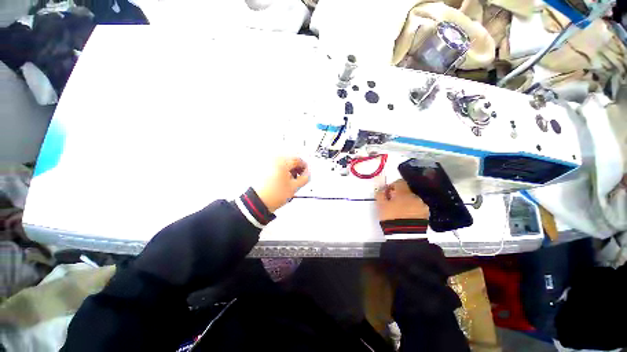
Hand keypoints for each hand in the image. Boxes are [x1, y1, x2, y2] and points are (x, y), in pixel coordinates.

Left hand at [256, 157, 309, 212]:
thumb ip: (305, 178)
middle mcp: (273, 159)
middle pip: (290, 160)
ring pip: (284, 162)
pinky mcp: (263, 167)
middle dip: (297, 168)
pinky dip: (282, 170)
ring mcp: (267, 162)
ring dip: (289, 169)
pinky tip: (282, 179)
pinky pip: (276, 165)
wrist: (258, 202)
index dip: (305, 167)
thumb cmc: (273, 195)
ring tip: (290, 180)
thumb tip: (307, 173)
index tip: (306, 173)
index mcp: (282, 162)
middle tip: (299, 177)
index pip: (298, 160)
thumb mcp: (294, 187)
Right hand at [375, 179, 428, 221]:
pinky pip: (418, 208)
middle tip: (392, 203)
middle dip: (400, 195)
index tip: (388, 192)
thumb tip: (382, 189)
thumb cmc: (391, 217)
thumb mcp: (381, 205)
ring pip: (413, 200)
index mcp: (403, 192)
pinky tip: (407, 216)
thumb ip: (380, 194)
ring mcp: (422, 206)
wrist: (405, 235)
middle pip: (407, 192)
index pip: (399, 182)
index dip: (393, 185)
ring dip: (407, 203)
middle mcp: (415, 196)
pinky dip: (413, 210)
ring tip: (400, 212)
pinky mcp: (426, 215)